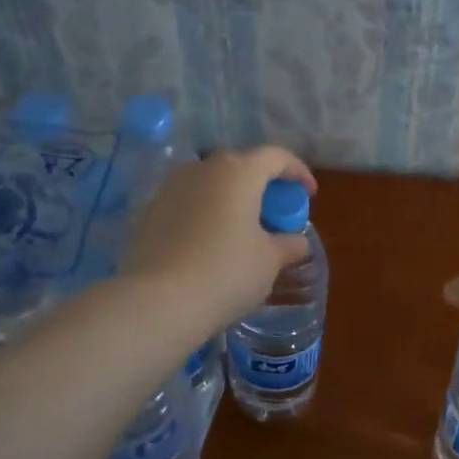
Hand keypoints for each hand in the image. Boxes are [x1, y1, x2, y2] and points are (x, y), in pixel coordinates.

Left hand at [123, 147, 316, 332]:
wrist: (158, 301)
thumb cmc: (226, 273)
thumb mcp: (270, 262)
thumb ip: (288, 245)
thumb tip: (297, 242)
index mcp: (238, 172)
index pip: (275, 157)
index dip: (298, 172)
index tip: (309, 194)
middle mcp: (202, 169)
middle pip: (240, 166)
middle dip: (261, 185)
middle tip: (274, 214)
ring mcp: (170, 188)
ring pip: (210, 184)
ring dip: (229, 199)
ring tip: (240, 229)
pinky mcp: (149, 212)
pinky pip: (187, 204)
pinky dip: (204, 215)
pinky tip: (209, 244)